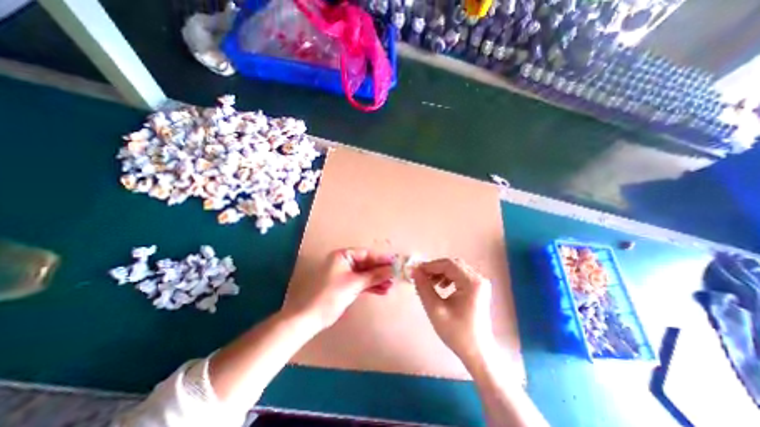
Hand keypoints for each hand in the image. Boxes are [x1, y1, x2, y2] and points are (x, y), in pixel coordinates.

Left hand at [282, 248, 394, 330]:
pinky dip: (371, 286)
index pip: (366, 253)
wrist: (311, 317)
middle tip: (395, 275)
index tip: (395, 262)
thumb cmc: (331, 295)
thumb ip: (374, 275)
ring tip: (391, 285)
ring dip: (377, 279)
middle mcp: (344, 262)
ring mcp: (345, 274)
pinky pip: (362, 282)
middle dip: (380, 270)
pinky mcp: (346, 285)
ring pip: (365, 274)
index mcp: (343, 256)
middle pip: (367, 264)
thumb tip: (392, 269)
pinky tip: (382, 290)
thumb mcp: (354, 283)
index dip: (381, 258)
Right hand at [414, 257, 495, 362]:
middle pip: (452, 264)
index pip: (448, 264)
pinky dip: (447, 277)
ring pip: (455, 269)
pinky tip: (441, 287)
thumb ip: (423, 288)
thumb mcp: (435, 310)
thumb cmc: (457, 333)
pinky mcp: (478, 288)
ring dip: (440, 272)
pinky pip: (460, 275)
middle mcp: (478, 278)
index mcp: (472, 282)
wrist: (478, 352)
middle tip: (421, 277)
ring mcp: (480, 283)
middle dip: (435, 268)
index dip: (430, 265)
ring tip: (430, 283)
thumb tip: (414, 271)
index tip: (416, 271)